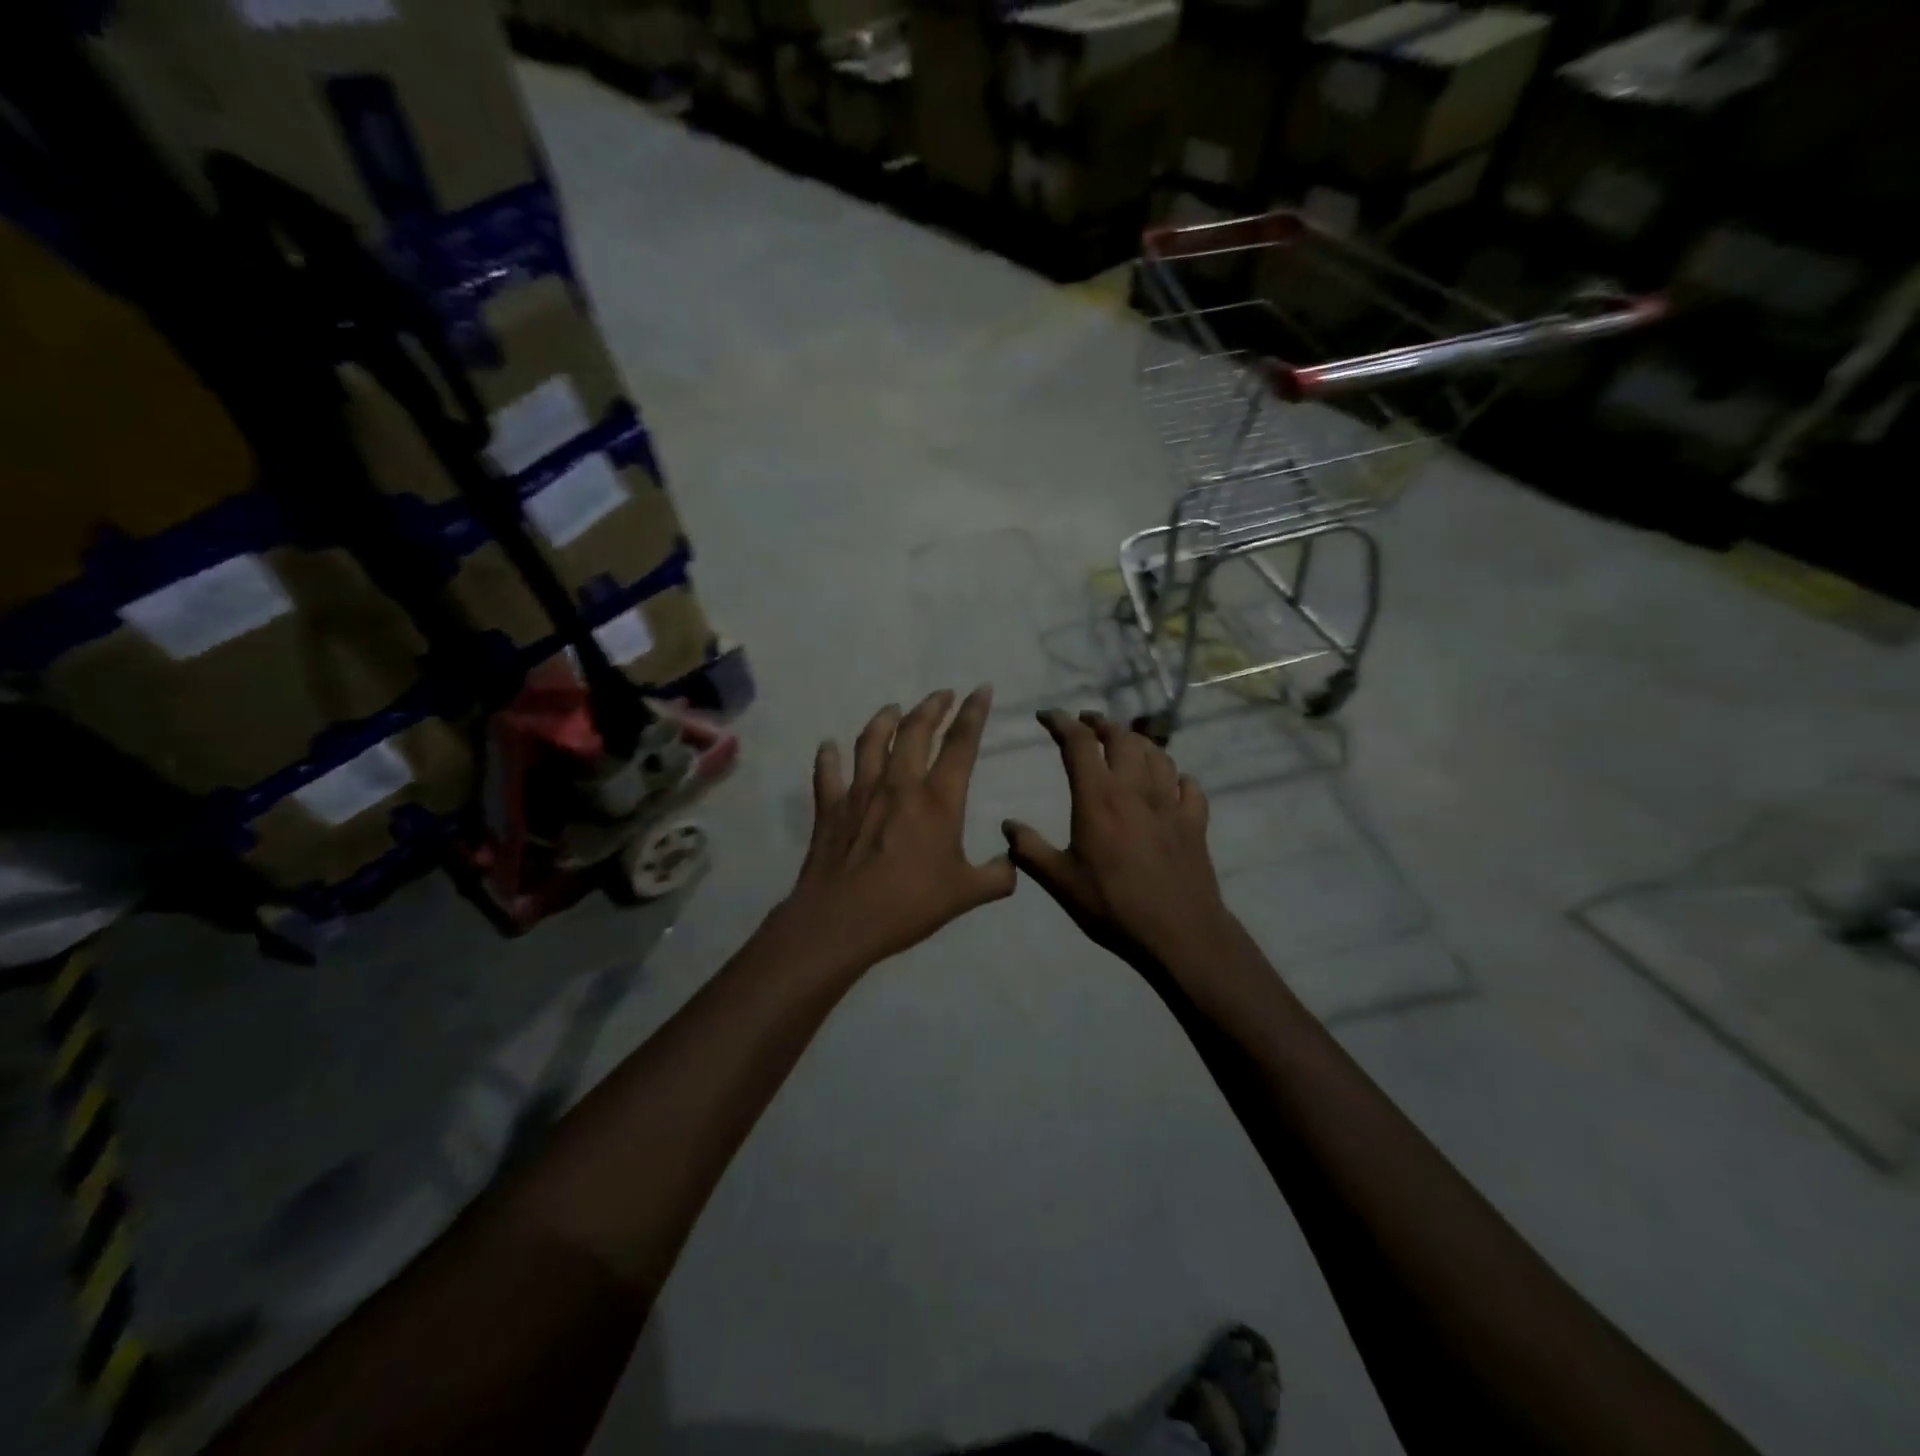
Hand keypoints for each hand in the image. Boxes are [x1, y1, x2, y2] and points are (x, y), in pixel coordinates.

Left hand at [770, 688, 1014, 974]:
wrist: (842, 920)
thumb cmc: (909, 905)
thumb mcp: (966, 894)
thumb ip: (996, 877)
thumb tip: (1013, 863)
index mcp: (938, 800)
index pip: (961, 745)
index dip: (973, 713)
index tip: (981, 689)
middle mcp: (900, 784)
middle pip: (915, 731)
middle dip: (931, 706)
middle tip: (941, 693)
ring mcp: (860, 792)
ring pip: (872, 741)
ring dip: (884, 719)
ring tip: (893, 708)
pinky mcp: (830, 808)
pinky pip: (827, 773)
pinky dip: (828, 756)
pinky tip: (828, 745)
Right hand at [1003, 711, 1238, 969]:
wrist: (1178, 933)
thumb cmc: (1113, 906)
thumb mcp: (1060, 882)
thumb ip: (1030, 850)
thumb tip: (1008, 826)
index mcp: (1099, 797)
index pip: (1078, 743)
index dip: (1061, 722)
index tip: (1047, 715)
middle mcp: (1136, 788)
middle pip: (1122, 737)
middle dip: (1101, 723)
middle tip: (1086, 723)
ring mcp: (1170, 802)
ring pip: (1157, 754)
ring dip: (1137, 742)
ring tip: (1124, 744)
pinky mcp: (1195, 821)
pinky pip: (1188, 785)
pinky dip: (1175, 776)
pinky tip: (1170, 783)